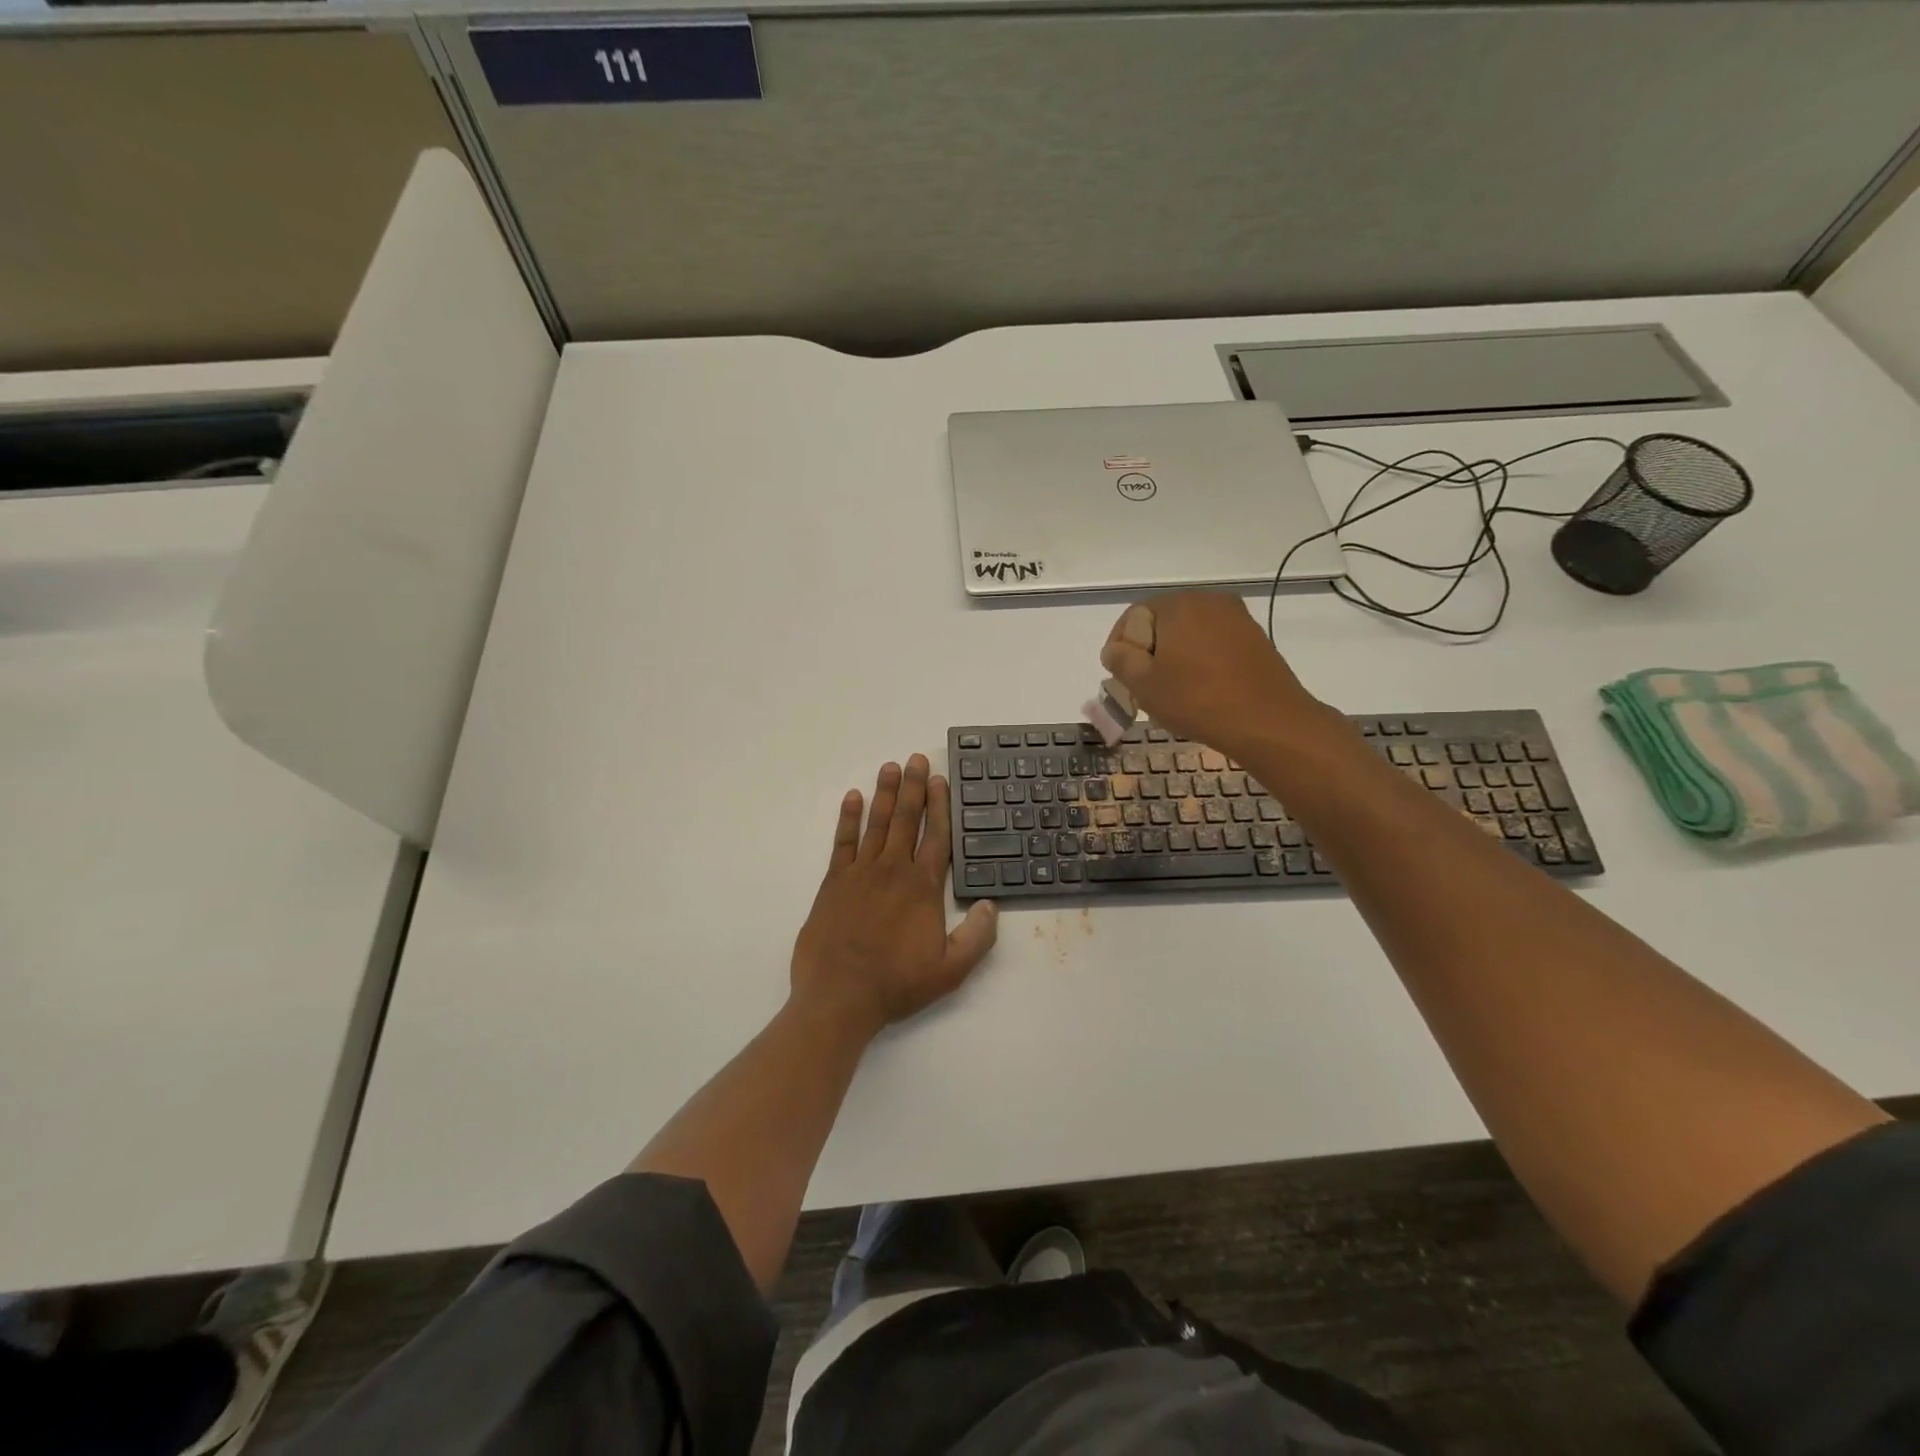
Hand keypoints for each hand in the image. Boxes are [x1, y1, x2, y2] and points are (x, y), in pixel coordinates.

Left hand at [791, 755, 998, 1039]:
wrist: (840, 996)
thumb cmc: (897, 983)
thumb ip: (977, 936)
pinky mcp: (833, 882)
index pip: (936, 836)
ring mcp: (860, 873)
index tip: (940, 780)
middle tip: (916, 758)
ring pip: (876, 824)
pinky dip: (848, 818)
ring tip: (890, 767)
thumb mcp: (951, 970)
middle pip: (906, 819)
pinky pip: (842, 842)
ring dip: (884, 793)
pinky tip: (853, 798)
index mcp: (923, 887)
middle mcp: (893, 870)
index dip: (940, 806)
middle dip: (913, 787)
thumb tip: (991, 905)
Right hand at [1099, 592, 1326, 758]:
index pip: (1134, 617)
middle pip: (1163, 623)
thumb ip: (1120, 659)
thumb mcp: (1144, 684)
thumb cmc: (1197, 700)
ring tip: (1171, 692)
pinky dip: (1199, 661)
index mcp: (1178, 605)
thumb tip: (1115, 649)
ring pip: (1189, 634)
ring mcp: (1236, 618)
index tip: (1119, 677)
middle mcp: (1208, 600)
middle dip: (1148, 652)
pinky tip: (1200, 691)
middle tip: (1142, 687)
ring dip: (1174, 658)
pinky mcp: (1254, 638)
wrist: (1268, 722)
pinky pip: (1213, 643)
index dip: (1120, 646)